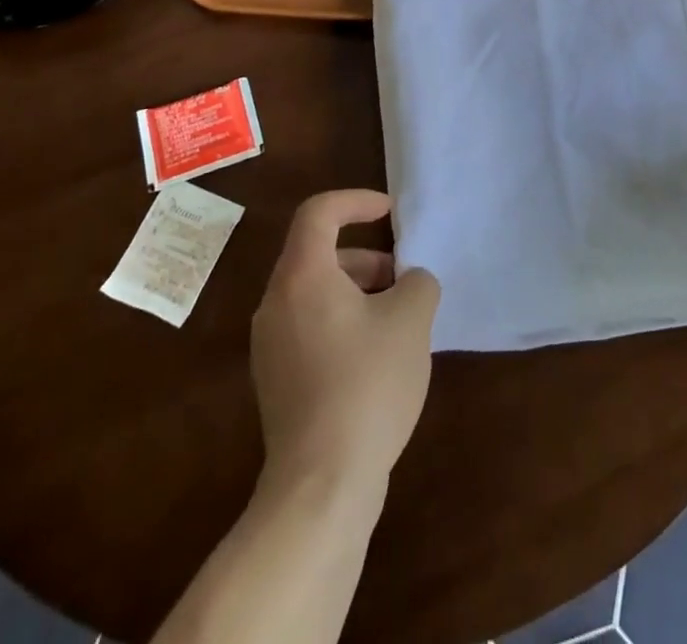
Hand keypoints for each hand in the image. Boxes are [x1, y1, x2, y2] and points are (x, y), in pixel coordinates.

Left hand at [250, 190, 439, 492]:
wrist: (320, 485)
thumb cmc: (367, 384)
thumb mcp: (411, 321)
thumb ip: (417, 283)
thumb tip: (410, 282)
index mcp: (302, 276)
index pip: (319, 211)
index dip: (356, 200)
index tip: (390, 212)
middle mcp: (275, 302)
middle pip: (318, 254)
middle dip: (366, 257)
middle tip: (403, 280)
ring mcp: (269, 345)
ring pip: (314, 293)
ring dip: (357, 291)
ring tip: (397, 321)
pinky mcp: (275, 380)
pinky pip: (309, 327)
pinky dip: (342, 322)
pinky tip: (375, 359)